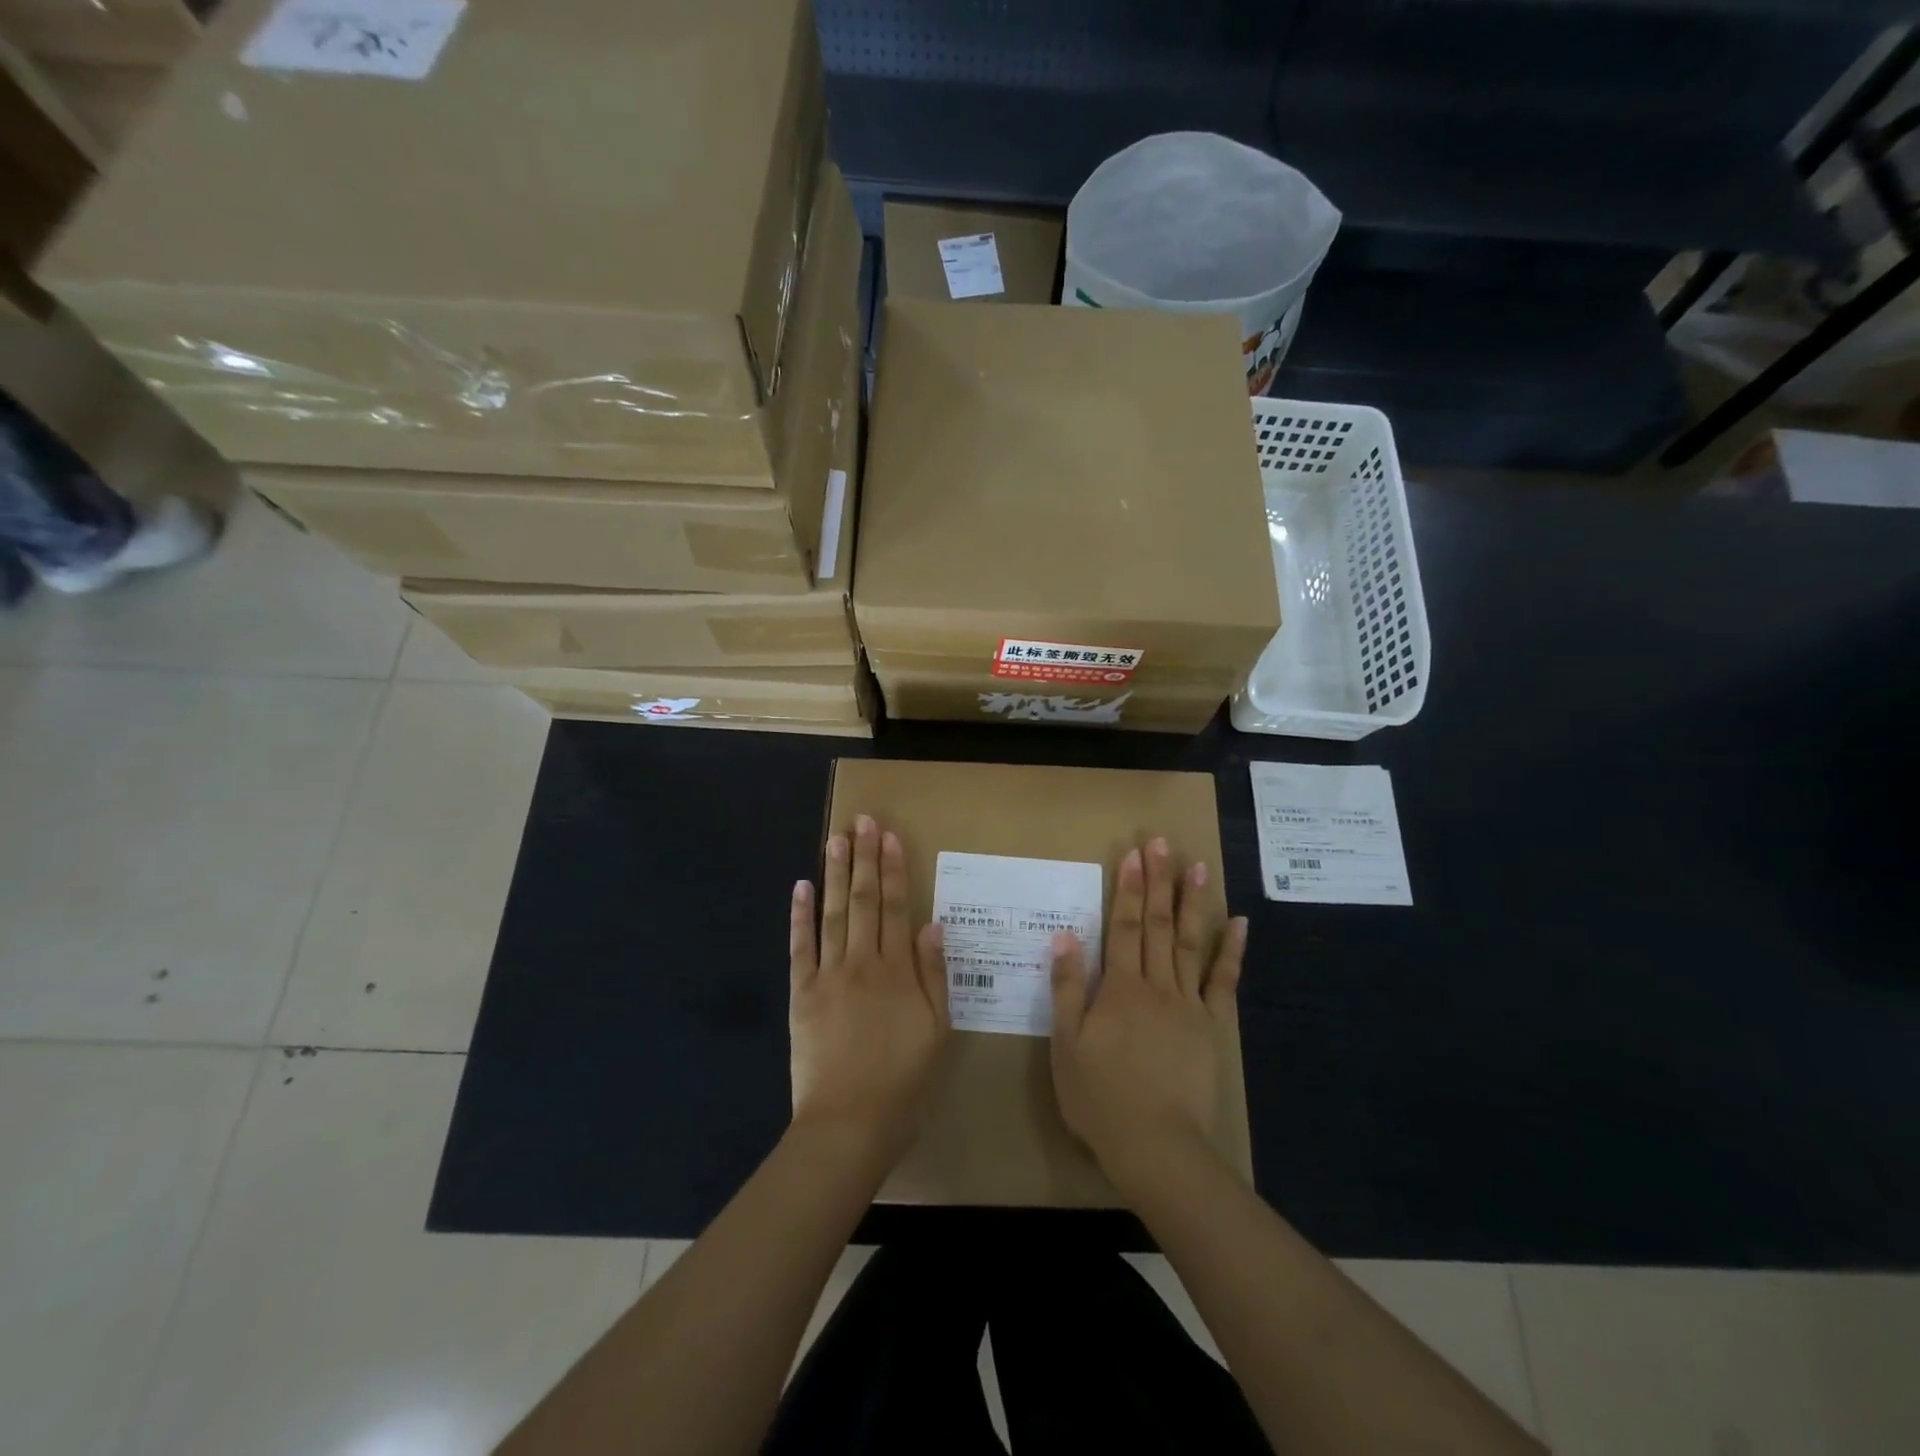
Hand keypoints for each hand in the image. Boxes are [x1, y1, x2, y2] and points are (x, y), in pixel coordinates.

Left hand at [789, 815, 949, 1164]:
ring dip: (833, 873)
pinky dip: (799, 916)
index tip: (889, 837)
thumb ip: (935, 976)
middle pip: (863, 900)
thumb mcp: (937, 1032)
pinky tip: (800, 887)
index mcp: (898, 970)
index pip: (896, 907)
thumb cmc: (903, 1081)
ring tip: (835, 838)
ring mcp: (828, 975)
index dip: (893, 869)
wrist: (849, 1124)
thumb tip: (933, 925)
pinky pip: (800, 947)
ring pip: (831, 913)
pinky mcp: (802, 993)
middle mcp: (863, 962)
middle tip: (862, 821)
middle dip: (863, 858)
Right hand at [1049, 837, 1247, 1199]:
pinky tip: (1240, 923)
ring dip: (1193, 902)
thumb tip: (1066, 935)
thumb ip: (1065, 987)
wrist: (1156, 1145)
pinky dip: (1232, 951)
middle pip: (1158, 924)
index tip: (1134, 853)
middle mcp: (1156, 984)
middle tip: (1162, 842)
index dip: (1129, 888)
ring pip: (1190, 943)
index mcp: (1118, 987)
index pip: (1124, 926)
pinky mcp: (1212, 1026)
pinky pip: (1223, 982)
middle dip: (1159, 880)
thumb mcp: (1066, 1044)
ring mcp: (1188, 1004)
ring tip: (1198, 867)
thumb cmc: (1100, 1097)